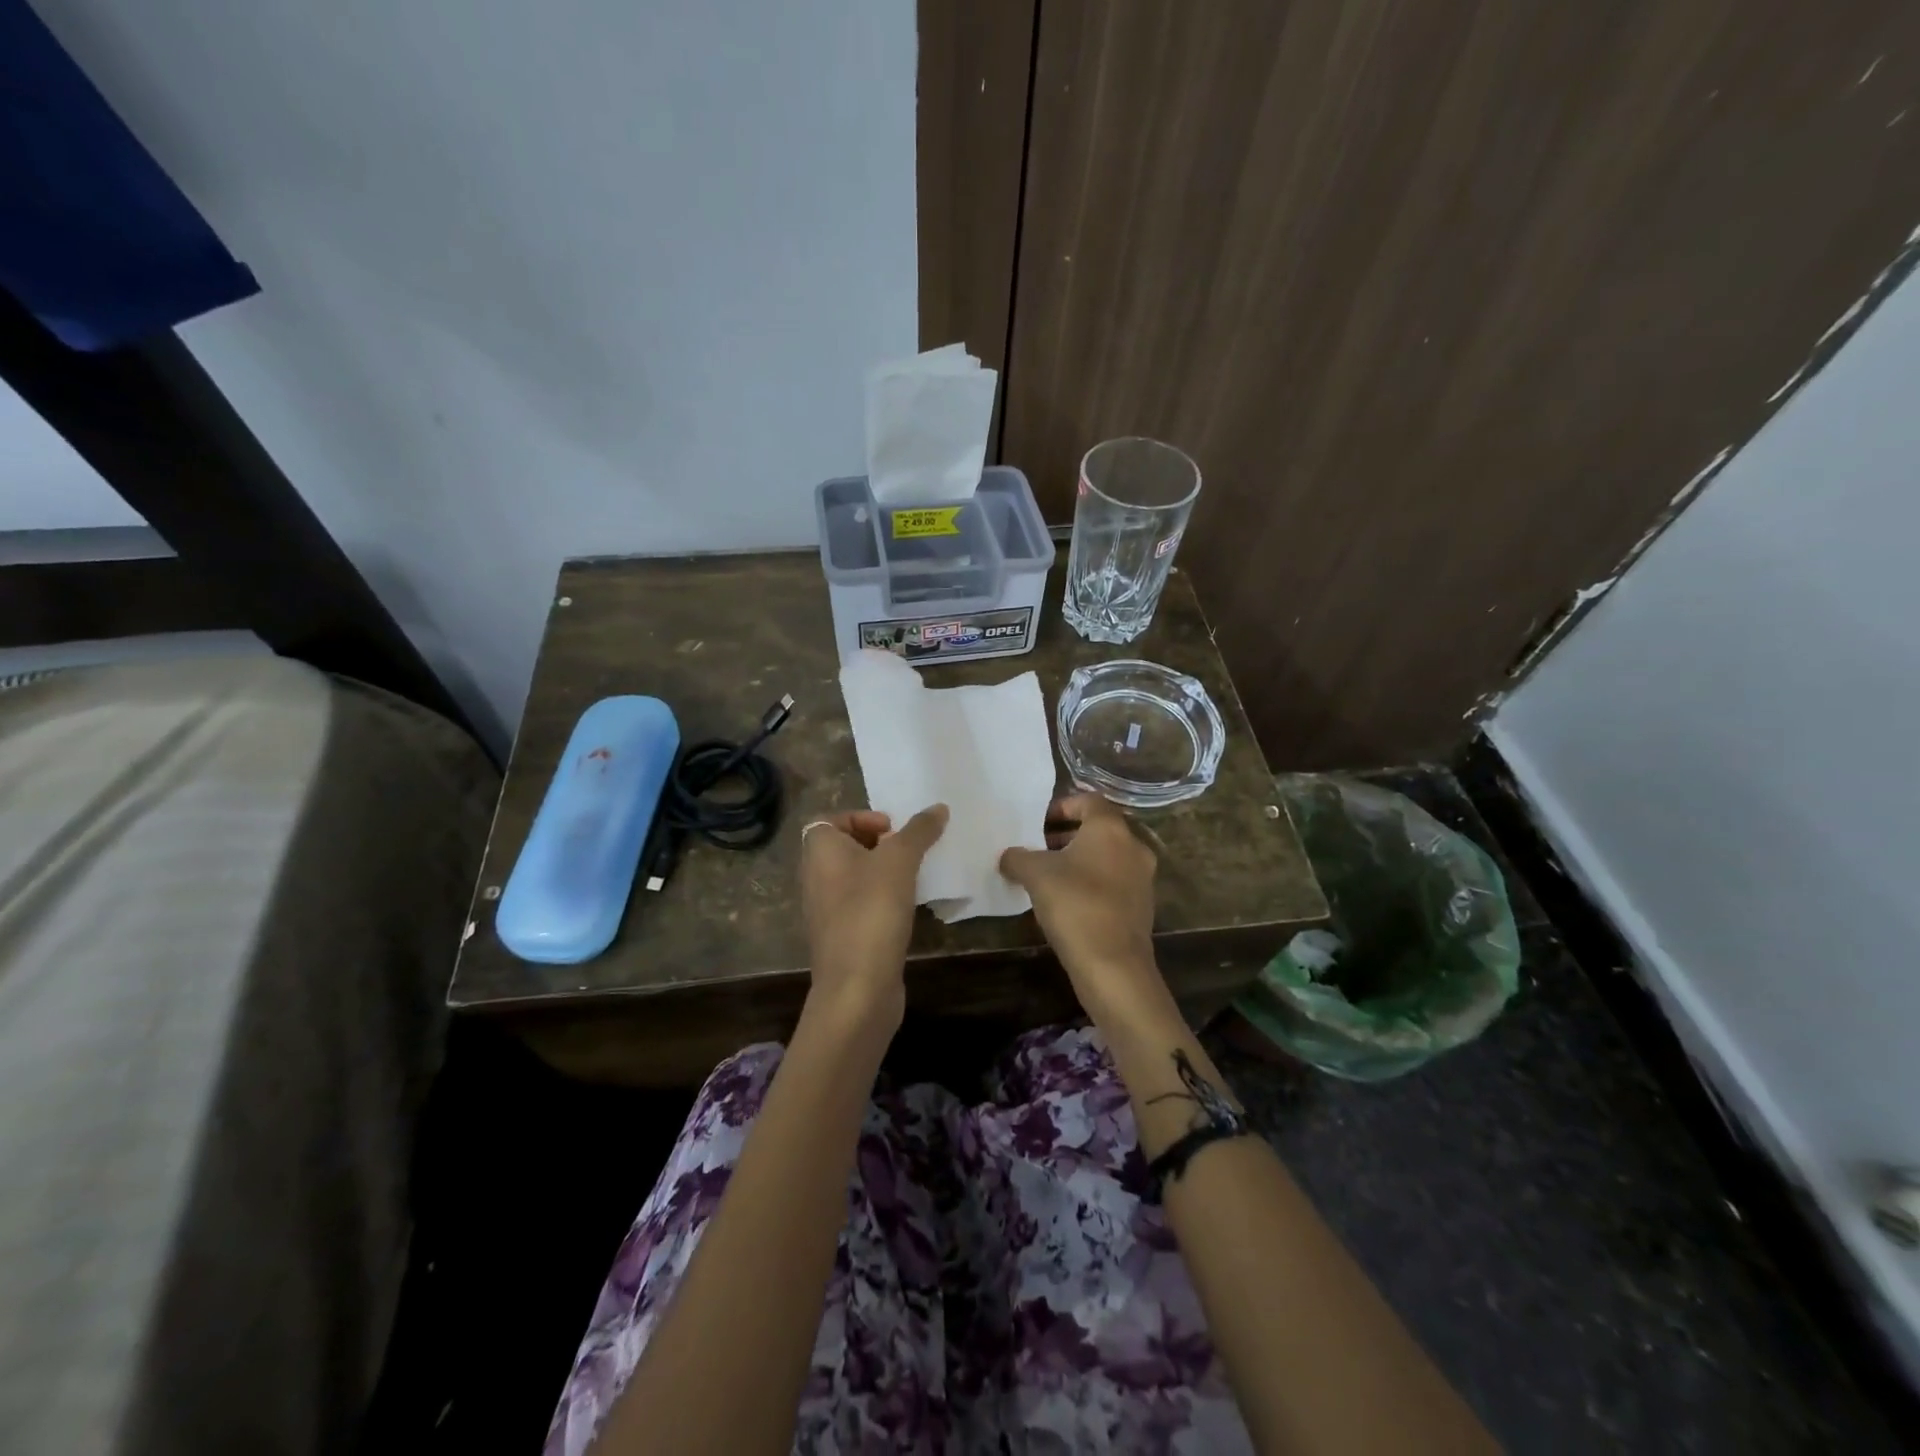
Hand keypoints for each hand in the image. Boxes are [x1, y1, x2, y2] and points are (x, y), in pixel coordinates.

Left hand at [800, 805, 947, 1030]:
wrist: (857, 987)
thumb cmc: (872, 911)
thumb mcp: (899, 861)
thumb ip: (919, 831)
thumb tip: (938, 807)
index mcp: (819, 852)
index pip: (829, 820)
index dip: (861, 818)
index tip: (892, 830)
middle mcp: (815, 877)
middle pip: (844, 848)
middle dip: (878, 845)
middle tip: (908, 852)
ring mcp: (826, 910)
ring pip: (854, 878)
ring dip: (882, 873)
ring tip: (913, 877)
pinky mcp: (842, 937)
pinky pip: (861, 905)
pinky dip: (881, 900)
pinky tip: (906, 909)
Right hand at [999, 794, 1169, 1028]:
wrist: (1113, 965)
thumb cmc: (1074, 905)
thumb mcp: (1035, 875)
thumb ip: (1018, 857)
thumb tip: (1009, 856)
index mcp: (1111, 828)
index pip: (1088, 800)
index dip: (1061, 806)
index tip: (1038, 823)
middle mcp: (1133, 845)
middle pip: (1099, 828)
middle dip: (1067, 835)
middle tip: (1039, 848)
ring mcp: (1142, 877)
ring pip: (1108, 856)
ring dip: (1080, 859)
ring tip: (1050, 876)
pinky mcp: (1143, 905)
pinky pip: (1114, 881)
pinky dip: (1093, 881)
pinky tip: (1069, 901)